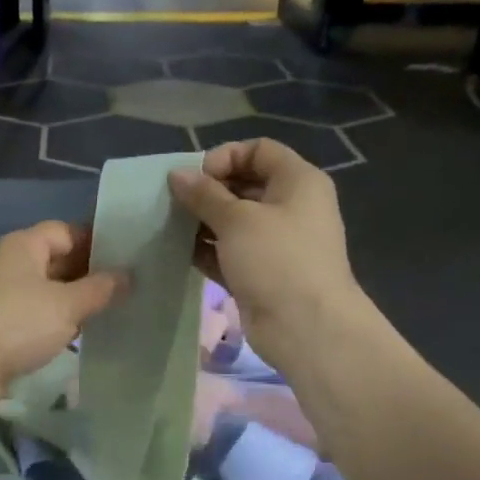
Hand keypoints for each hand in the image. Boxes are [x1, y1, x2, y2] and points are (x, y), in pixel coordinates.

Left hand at [0, 222, 124, 408]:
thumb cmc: (16, 322)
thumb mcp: (66, 304)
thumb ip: (100, 288)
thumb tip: (128, 275)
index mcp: (23, 245)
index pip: (67, 231)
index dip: (97, 241)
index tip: (129, 258)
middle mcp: (10, 263)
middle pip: (57, 260)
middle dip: (90, 273)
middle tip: (129, 288)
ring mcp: (2, 295)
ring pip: (47, 290)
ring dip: (74, 301)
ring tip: (112, 311)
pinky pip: (36, 316)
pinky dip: (57, 322)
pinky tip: (81, 335)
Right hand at [168, 140, 381, 378]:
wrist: (307, 329)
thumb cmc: (277, 259)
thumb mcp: (236, 219)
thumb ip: (204, 194)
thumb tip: (177, 174)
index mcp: (298, 181)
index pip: (258, 150)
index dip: (225, 157)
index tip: (197, 178)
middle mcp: (291, 206)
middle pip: (245, 183)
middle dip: (208, 191)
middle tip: (176, 202)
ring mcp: (278, 242)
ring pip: (235, 220)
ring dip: (204, 221)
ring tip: (171, 225)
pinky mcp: (263, 272)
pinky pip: (231, 250)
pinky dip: (209, 248)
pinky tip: (180, 251)